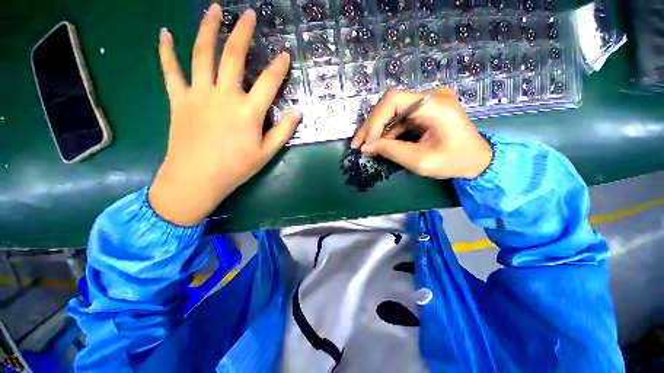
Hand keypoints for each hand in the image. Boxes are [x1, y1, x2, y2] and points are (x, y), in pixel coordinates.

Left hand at [149, 3, 301, 226]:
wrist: (197, 179)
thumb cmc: (236, 168)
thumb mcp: (267, 153)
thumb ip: (284, 131)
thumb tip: (298, 112)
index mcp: (248, 111)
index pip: (269, 82)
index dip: (279, 67)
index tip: (285, 55)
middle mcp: (224, 95)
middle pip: (233, 56)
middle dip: (243, 32)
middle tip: (248, 14)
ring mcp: (198, 94)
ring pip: (201, 54)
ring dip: (207, 28)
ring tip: (213, 9)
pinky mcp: (179, 100)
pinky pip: (170, 71)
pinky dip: (166, 51)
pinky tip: (164, 34)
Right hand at [351, 89, 491, 179]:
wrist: (477, 160)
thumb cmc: (454, 162)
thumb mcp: (420, 161)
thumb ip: (391, 151)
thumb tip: (366, 147)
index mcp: (435, 105)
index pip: (394, 100)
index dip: (375, 121)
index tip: (365, 142)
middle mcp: (431, 96)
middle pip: (390, 103)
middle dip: (372, 125)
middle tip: (358, 143)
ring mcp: (428, 101)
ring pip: (392, 109)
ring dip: (377, 128)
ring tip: (365, 144)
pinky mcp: (425, 109)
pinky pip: (399, 116)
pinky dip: (387, 130)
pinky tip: (380, 142)